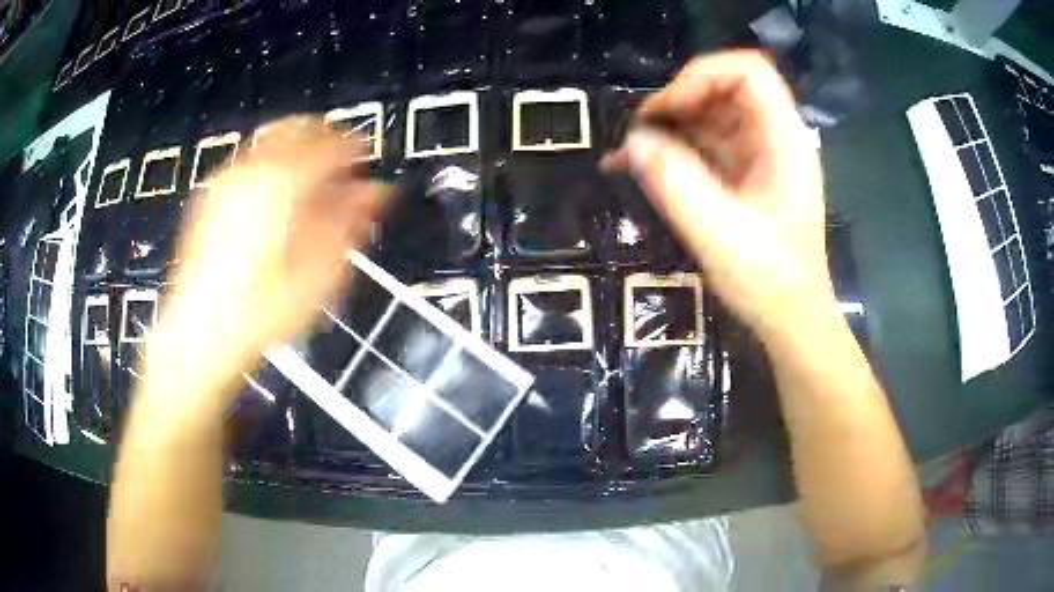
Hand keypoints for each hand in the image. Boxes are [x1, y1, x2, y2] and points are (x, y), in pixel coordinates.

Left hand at [163, 116, 388, 370]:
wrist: (201, 333)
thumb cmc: (258, 312)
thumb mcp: (318, 274)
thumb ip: (349, 222)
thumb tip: (373, 192)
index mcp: (284, 185)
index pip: (332, 145)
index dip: (357, 149)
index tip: (367, 159)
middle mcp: (253, 171)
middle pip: (300, 127)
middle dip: (327, 139)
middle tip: (342, 163)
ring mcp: (227, 181)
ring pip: (273, 138)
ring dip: (299, 148)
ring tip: (312, 178)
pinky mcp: (212, 197)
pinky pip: (251, 159)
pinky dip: (273, 163)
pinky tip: (280, 194)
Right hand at [609, 51, 833, 341]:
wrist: (791, 318)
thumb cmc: (768, 280)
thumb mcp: (718, 233)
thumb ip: (675, 182)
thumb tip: (634, 141)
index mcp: (783, 140)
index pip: (749, 72)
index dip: (703, 76)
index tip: (667, 109)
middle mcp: (776, 138)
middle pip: (727, 88)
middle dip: (680, 100)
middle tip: (641, 130)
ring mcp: (763, 155)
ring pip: (715, 114)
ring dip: (674, 124)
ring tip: (636, 149)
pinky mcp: (749, 174)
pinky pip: (711, 143)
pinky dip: (679, 147)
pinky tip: (648, 165)